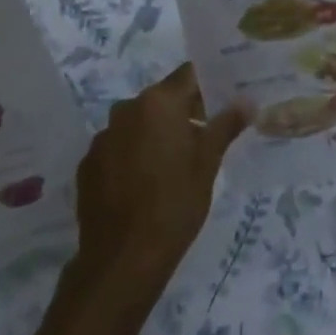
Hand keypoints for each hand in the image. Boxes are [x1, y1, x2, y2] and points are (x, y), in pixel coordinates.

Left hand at [73, 64, 248, 294]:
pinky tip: (142, 184)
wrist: (123, 259)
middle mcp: (126, 109)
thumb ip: (226, 125)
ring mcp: (103, 137)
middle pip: (162, 98)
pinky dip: (131, 155)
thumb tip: (247, 100)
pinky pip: (117, 147)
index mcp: (158, 102)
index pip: (188, 75)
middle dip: (182, 112)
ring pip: (138, 123)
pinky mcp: (88, 164)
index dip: (206, 85)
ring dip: (155, 133)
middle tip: (203, 137)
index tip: (221, 100)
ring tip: (172, 165)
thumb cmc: (175, 203)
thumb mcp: (208, 163)